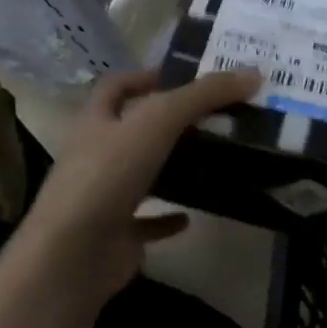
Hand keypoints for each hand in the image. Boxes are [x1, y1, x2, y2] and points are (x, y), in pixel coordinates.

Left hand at [18, 67, 259, 300]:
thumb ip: (204, 95)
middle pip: (133, 130)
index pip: (116, 86)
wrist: (73, 253)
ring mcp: (104, 197)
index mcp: (96, 122)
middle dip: (170, 123)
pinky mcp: (116, 234)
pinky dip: (169, 217)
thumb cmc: (109, 175)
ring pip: (142, 174)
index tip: (187, 78)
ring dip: (172, 167)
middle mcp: (95, 155)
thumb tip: (253, 73)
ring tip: (214, 160)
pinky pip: (147, 222)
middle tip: (216, 117)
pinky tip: (193, 214)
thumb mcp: (159, 120)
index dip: (147, 76)